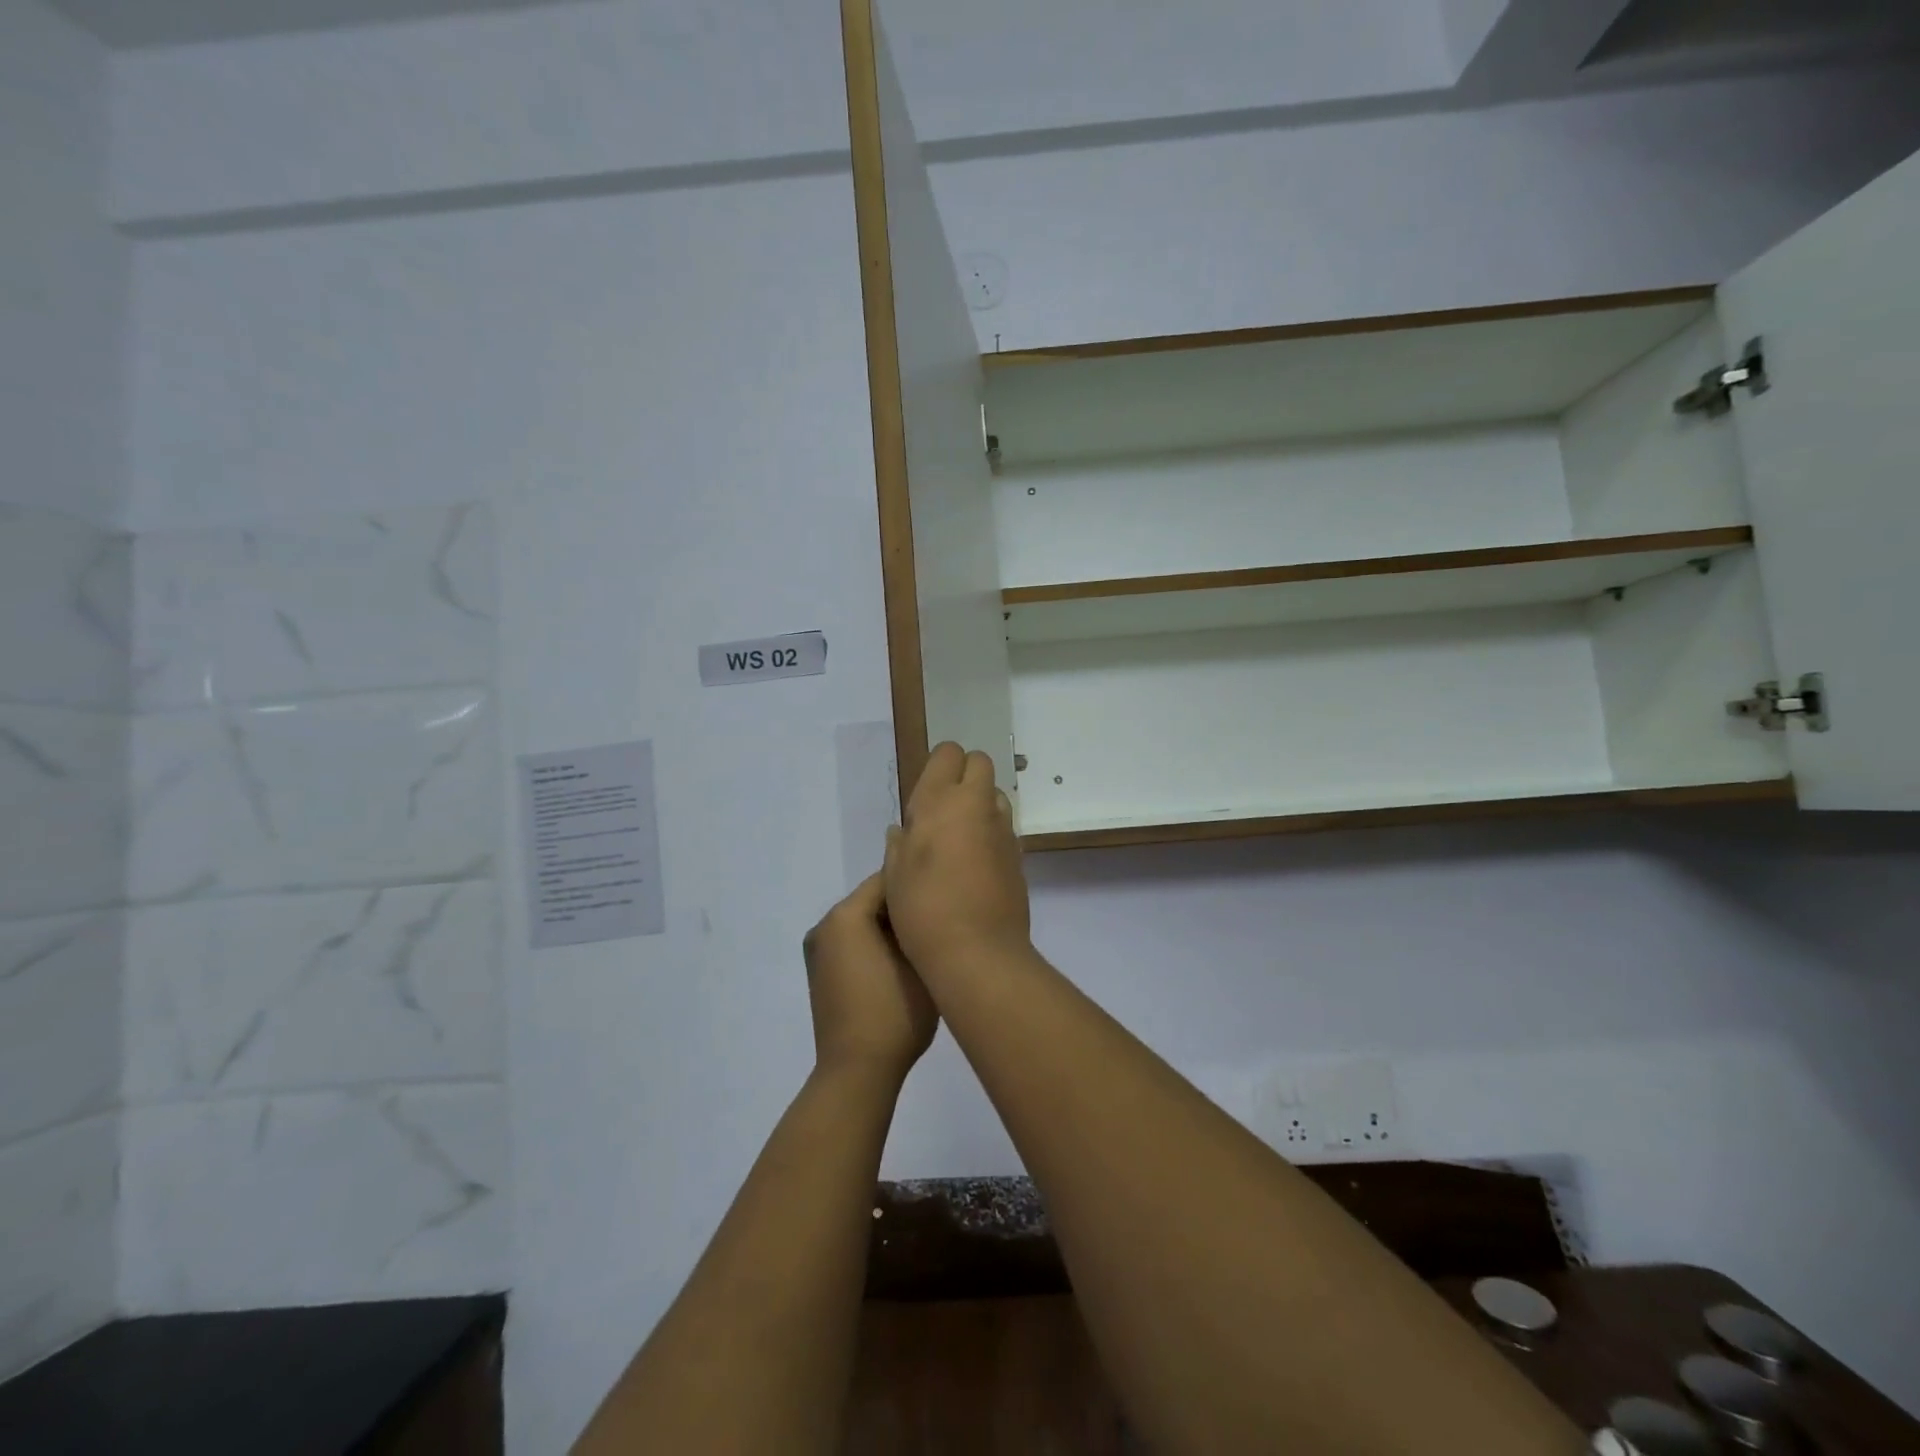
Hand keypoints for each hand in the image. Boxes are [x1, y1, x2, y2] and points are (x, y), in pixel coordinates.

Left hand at [803, 872, 937, 1080]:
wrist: (857, 1072)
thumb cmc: (893, 1014)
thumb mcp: (919, 961)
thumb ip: (919, 923)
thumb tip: (923, 905)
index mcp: (844, 916)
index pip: (886, 879)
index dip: (917, 883)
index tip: (946, 891)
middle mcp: (824, 926)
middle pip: (872, 900)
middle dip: (903, 906)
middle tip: (940, 915)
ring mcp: (818, 951)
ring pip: (863, 922)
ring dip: (890, 926)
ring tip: (925, 939)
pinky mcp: (821, 973)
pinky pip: (853, 943)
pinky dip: (875, 944)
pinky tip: (902, 960)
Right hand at [883, 742, 1031, 975]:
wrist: (977, 951)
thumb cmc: (923, 910)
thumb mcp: (894, 876)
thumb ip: (899, 845)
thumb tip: (903, 830)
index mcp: (939, 801)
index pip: (948, 753)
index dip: (939, 766)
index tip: (926, 793)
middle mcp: (976, 805)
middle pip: (980, 762)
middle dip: (964, 774)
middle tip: (944, 808)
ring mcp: (1002, 829)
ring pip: (996, 794)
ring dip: (980, 803)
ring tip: (960, 837)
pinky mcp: (1019, 854)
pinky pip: (1004, 827)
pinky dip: (991, 833)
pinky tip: (976, 863)